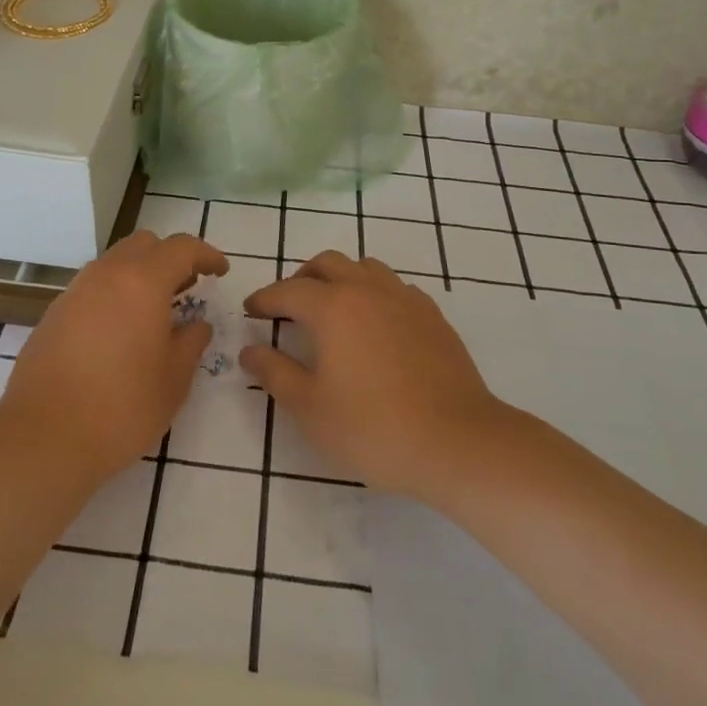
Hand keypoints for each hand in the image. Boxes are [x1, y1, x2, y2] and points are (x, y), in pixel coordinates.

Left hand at [0, 231, 227, 480]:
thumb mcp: (174, 379)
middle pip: (144, 245)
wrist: (44, 437)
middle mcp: (106, 275)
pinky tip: (120, 332)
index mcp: (142, 282)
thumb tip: (196, 325)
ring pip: (114, 263)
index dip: (206, 254)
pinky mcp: (54, 314)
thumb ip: (191, 342)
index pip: (181, 248)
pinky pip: (92, 288)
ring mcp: (74, 292)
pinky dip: (114, 294)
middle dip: (170, 258)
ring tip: (155, 312)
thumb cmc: (122, 407)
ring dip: (140, 274)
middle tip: (188, 288)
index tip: (220, 271)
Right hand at [241, 251, 507, 497]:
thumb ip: (274, 372)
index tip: (250, 310)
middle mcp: (368, 290)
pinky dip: (374, 293)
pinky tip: (374, 324)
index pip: (288, 290)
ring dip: (340, 278)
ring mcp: (405, 299)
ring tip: (331, 308)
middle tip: (288, 305)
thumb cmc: (373, 428)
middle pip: (327, 263)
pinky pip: (394, 287)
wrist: (457, 442)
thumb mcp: (309, 408)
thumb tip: (249, 350)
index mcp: (333, 307)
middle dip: (301, 278)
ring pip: (364, 267)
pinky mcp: (432, 315)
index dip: (264, 298)